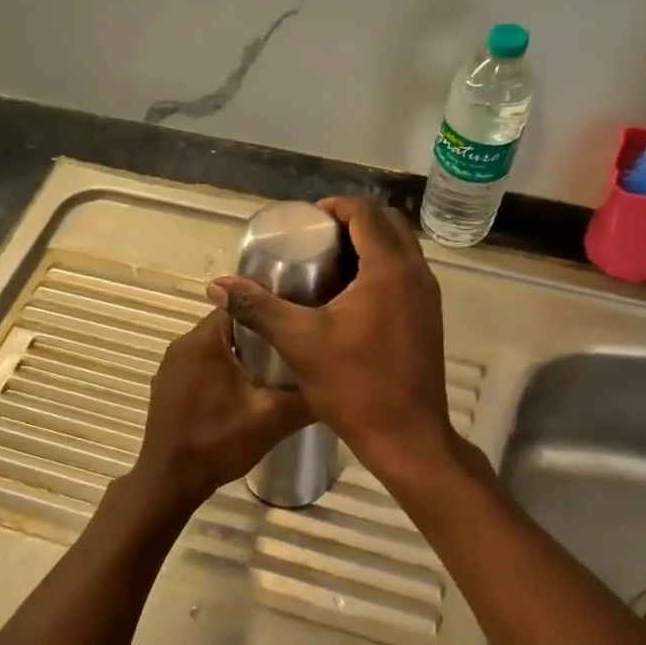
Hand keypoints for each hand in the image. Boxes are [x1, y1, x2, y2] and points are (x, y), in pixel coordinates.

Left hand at [129, 309, 312, 510]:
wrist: (169, 482)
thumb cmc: (217, 443)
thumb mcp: (271, 419)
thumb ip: (306, 397)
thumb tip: (338, 382)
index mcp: (204, 341)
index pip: (242, 304)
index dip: (273, 307)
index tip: (299, 318)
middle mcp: (182, 344)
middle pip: (229, 325)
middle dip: (261, 332)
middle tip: (294, 345)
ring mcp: (171, 366)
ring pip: (215, 346)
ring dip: (243, 353)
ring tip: (277, 367)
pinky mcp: (168, 387)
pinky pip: (202, 365)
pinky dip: (224, 369)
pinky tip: (245, 390)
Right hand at [208, 197, 457, 487]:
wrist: (406, 436)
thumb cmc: (354, 386)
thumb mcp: (299, 343)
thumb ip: (258, 308)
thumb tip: (217, 286)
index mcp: (389, 270)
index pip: (366, 213)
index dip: (334, 207)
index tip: (304, 222)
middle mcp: (416, 274)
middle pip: (388, 225)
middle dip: (352, 223)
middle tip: (315, 240)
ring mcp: (428, 298)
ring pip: (400, 250)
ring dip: (368, 246)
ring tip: (327, 264)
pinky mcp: (428, 319)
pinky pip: (405, 275)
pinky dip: (380, 270)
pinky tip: (349, 297)